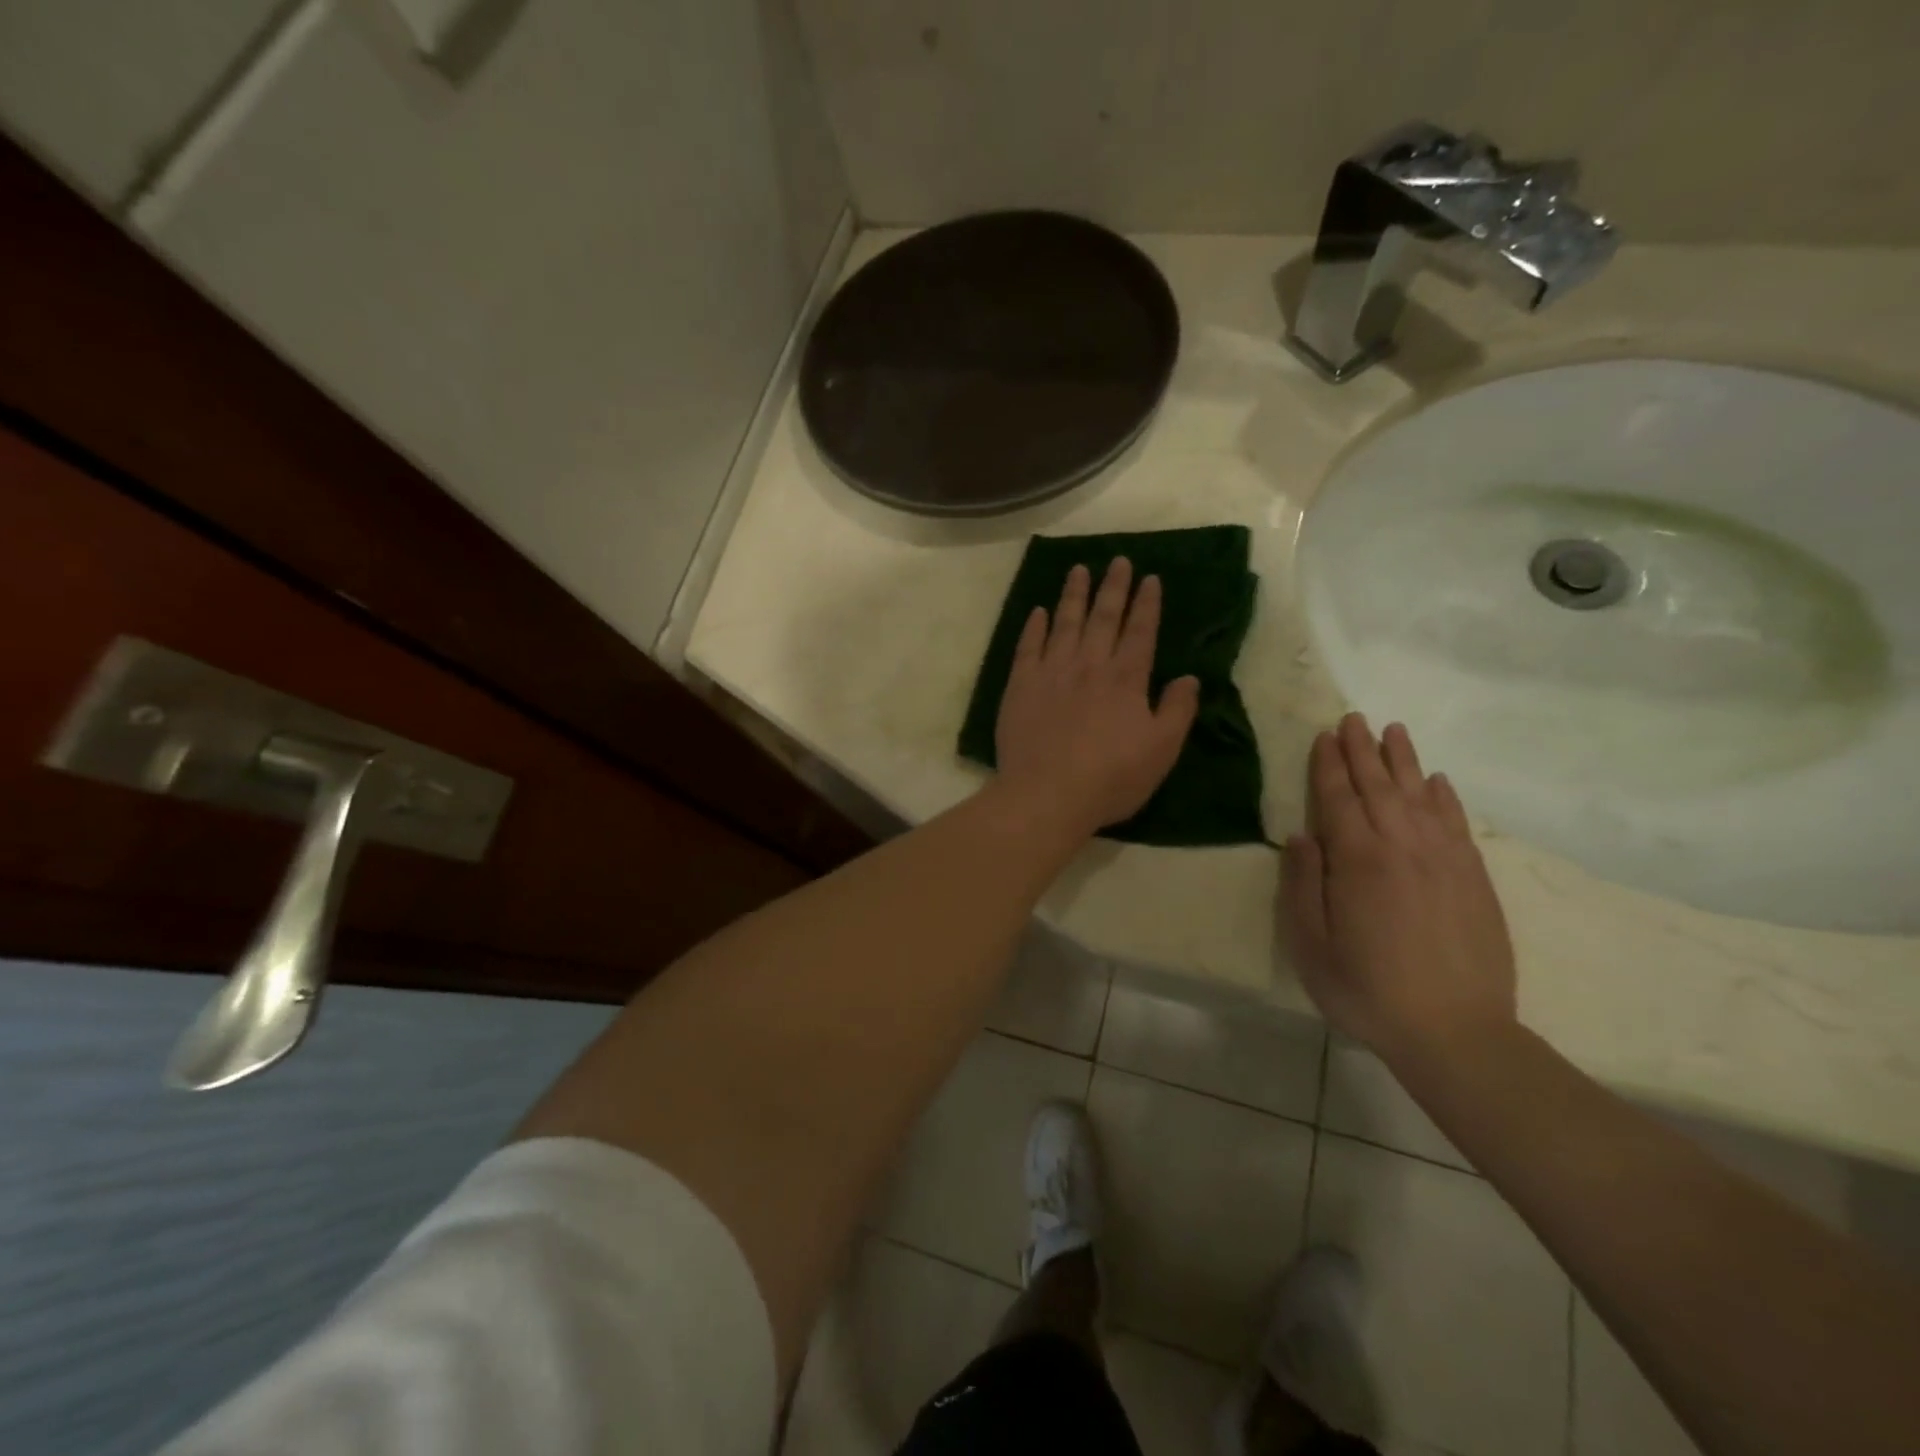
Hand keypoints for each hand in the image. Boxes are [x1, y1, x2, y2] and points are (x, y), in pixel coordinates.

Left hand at [994, 558, 1199, 838]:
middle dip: (1113, 587)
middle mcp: (1089, 666)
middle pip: (1103, 618)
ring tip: (1078, 569)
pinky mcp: (1020, 686)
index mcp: (1126, 679)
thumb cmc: (1111, 778)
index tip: (1150, 578)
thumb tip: (1189, 677)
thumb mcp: (1161, 750)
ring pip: (1065, 623)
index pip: (1140, 632)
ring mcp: (1051, 672)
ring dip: (1073, 595)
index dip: (1147, 604)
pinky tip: (1039, 611)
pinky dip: (1034, 626)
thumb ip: (1178, 710)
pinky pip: (1027, 647)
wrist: (1046, 794)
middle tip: (1118, 560)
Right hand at [1283, 713, 1516, 1066]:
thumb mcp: (1310, 943)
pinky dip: (1445, 796)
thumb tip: (1301, 836)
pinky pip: (1457, 822)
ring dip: (1404, 760)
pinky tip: (1437, 781)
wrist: (1455, 1033)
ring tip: (1394, 731)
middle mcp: (1402, 846)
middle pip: (1379, 786)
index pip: (1338, 797)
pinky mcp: (1474, 878)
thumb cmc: (1366, 989)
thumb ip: (1303, 884)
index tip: (1324, 735)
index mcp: (1357, 860)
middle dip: (1363, 750)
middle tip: (1353, 718)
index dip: (1329, 764)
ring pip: (1420, 794)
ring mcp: (1444, 859)